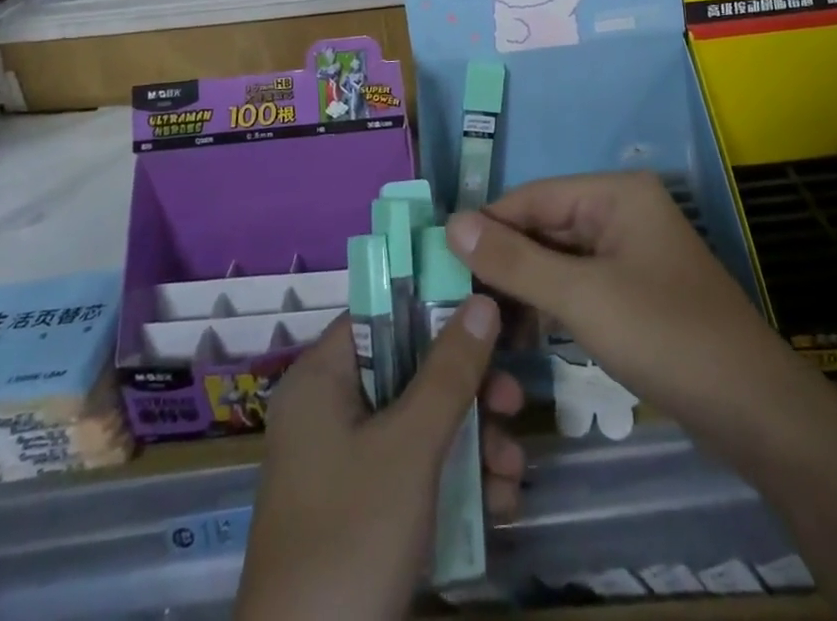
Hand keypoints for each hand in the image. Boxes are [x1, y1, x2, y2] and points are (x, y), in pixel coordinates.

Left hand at [234, 299, 525, 620]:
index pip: (382, 313)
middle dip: (469, 390)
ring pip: (420, 423)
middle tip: (514, 403)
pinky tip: (498, 505)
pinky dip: (456, 481)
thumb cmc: (352, 536)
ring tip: (513, 471)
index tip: (489, 312)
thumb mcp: (410, 447)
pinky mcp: (363, 510)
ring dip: (474, 442)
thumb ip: (449, 370)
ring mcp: (346, 464)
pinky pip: (415, 470)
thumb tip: (483, 299)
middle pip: (410, 370)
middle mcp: (330, 410)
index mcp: (322, 379)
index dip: (436, 306)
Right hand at [446, 172, 803, 475]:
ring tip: (481, 325)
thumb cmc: (664, 336)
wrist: (755, 412)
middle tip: (455, 303)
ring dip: (523, 288)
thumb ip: (513, 260)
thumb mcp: (581, 297)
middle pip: (545, 226)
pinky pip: (579, 284)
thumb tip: (451, 224)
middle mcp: (623, 211)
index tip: (440, 262)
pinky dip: (550, 305)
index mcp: (616, 193)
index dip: (486, 227)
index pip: (532, 197)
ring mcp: (631, 252)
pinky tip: (521, 336)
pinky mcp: (636, 290)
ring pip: (559, 259)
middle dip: (503, 262)